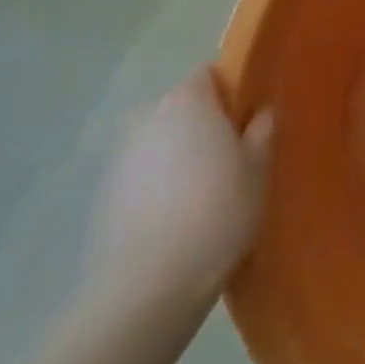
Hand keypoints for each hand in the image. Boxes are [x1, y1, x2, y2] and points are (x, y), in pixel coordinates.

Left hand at [82, 70, 273, 315]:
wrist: (146, 288)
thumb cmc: (216, 214)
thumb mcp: (258, 172)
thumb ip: (262, 132)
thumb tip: (262, 112)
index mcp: (187, 99)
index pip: (210, 75)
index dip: (230, 95)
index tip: (246, 125)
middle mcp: (148, 114)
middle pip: (182, 109)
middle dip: (202, 128)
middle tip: (229, 163)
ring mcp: (120, 155)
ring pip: (159, 143)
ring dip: (177, 158)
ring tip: (200, 198)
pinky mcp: (102, 194)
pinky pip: (140, 176)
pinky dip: (155, 188)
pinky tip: (173, 222)